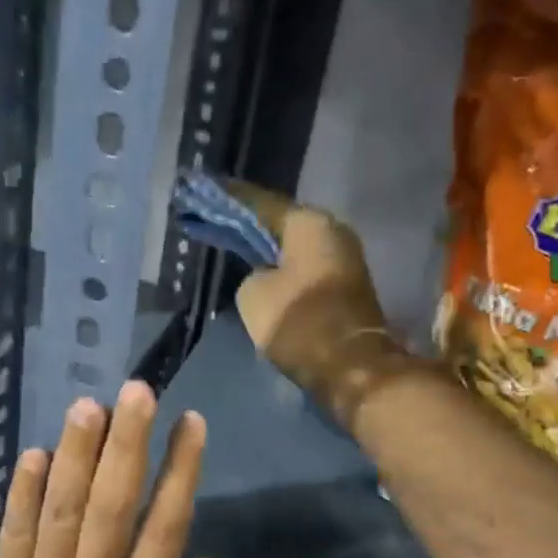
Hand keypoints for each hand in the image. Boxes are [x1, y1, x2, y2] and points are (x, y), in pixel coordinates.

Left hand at [0, 381, 222, 557]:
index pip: (163, 529)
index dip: (179, 472)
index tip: (191, 421)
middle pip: (109, 508)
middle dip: (126, 445)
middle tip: (137, 390)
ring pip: (59, 512)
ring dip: (74, 456)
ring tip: (88, 406)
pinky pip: (12, 535)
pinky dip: (20, 493)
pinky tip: (34, 452)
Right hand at [227, 181, 408, 424]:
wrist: (350, 367)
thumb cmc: (299, 322)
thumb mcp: (253, 294)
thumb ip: (251, 273)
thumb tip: (264, 274)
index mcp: (309, 223)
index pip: (261, 203)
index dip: (231, 199)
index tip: (207, 190)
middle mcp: (332, 231)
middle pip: (282, 223)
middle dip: (251, 225)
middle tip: (219, 221)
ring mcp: (344, 259)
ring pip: (294, 247)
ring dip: (268, 249)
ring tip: (237, 247)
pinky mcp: (346, 287)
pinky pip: (305, 267)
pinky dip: (284, 268)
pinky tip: (263, 272)